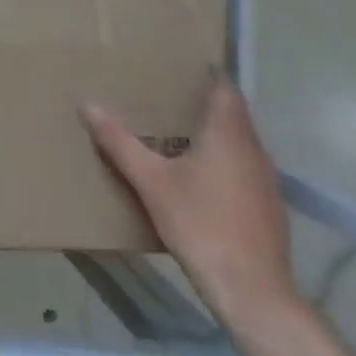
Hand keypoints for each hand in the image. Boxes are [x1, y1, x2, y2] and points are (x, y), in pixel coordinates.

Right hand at [83, 78, 297, 326]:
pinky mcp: (268, 206)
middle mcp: (253, 149)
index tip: (179, 65)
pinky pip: (243, 168)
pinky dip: (221, 161)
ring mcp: (265, 180)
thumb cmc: (200, 224)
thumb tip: (87, 104)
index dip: (206, 74)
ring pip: (238, 143)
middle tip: (165, 97)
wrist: (252, 289)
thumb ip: (119, 142)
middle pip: (232, 114)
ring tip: (176, 134)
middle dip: (202, 104)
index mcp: (228, 134)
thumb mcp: (150, 181)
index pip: (224, 88)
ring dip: (213, 135)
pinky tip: (197, 178)